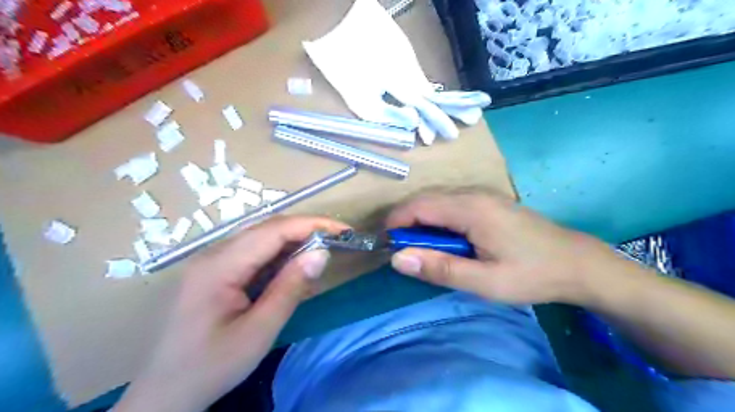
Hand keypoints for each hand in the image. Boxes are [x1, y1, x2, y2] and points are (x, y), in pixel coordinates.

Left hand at [116, 217, 348, 410]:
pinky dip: (279, 257)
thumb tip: (321, 253)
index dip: (312, 225)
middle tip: (337, 242)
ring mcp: (212, 261)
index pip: (274, 230)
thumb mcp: (258, 332)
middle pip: (267, 229)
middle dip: (306, 230)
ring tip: (320, 255)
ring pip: (261, 239)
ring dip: (293, 243)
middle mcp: (213, 254)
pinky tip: (293, 270)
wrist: (164, 394)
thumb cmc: (211, 366)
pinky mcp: (215, 271)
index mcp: (220, 265)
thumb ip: (291, 288)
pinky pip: (253, 254)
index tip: (343, 231)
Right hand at [386, 188, 619, 304]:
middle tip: (402, 251)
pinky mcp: (489, 201)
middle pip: (426, 200)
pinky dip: (438, 219)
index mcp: (471, 209)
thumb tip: (397, 259)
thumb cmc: (531, 274)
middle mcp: (474, 193)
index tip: (385, 244)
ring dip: (422, 221)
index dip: (396, 222)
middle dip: (406, 222)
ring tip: (421, 248)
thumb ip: (440, 269)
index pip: (419, 206)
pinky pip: (452, 204)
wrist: (577, 263)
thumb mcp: (485, 282)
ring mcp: (483, 195)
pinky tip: (445, 240)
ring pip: (438, 200)